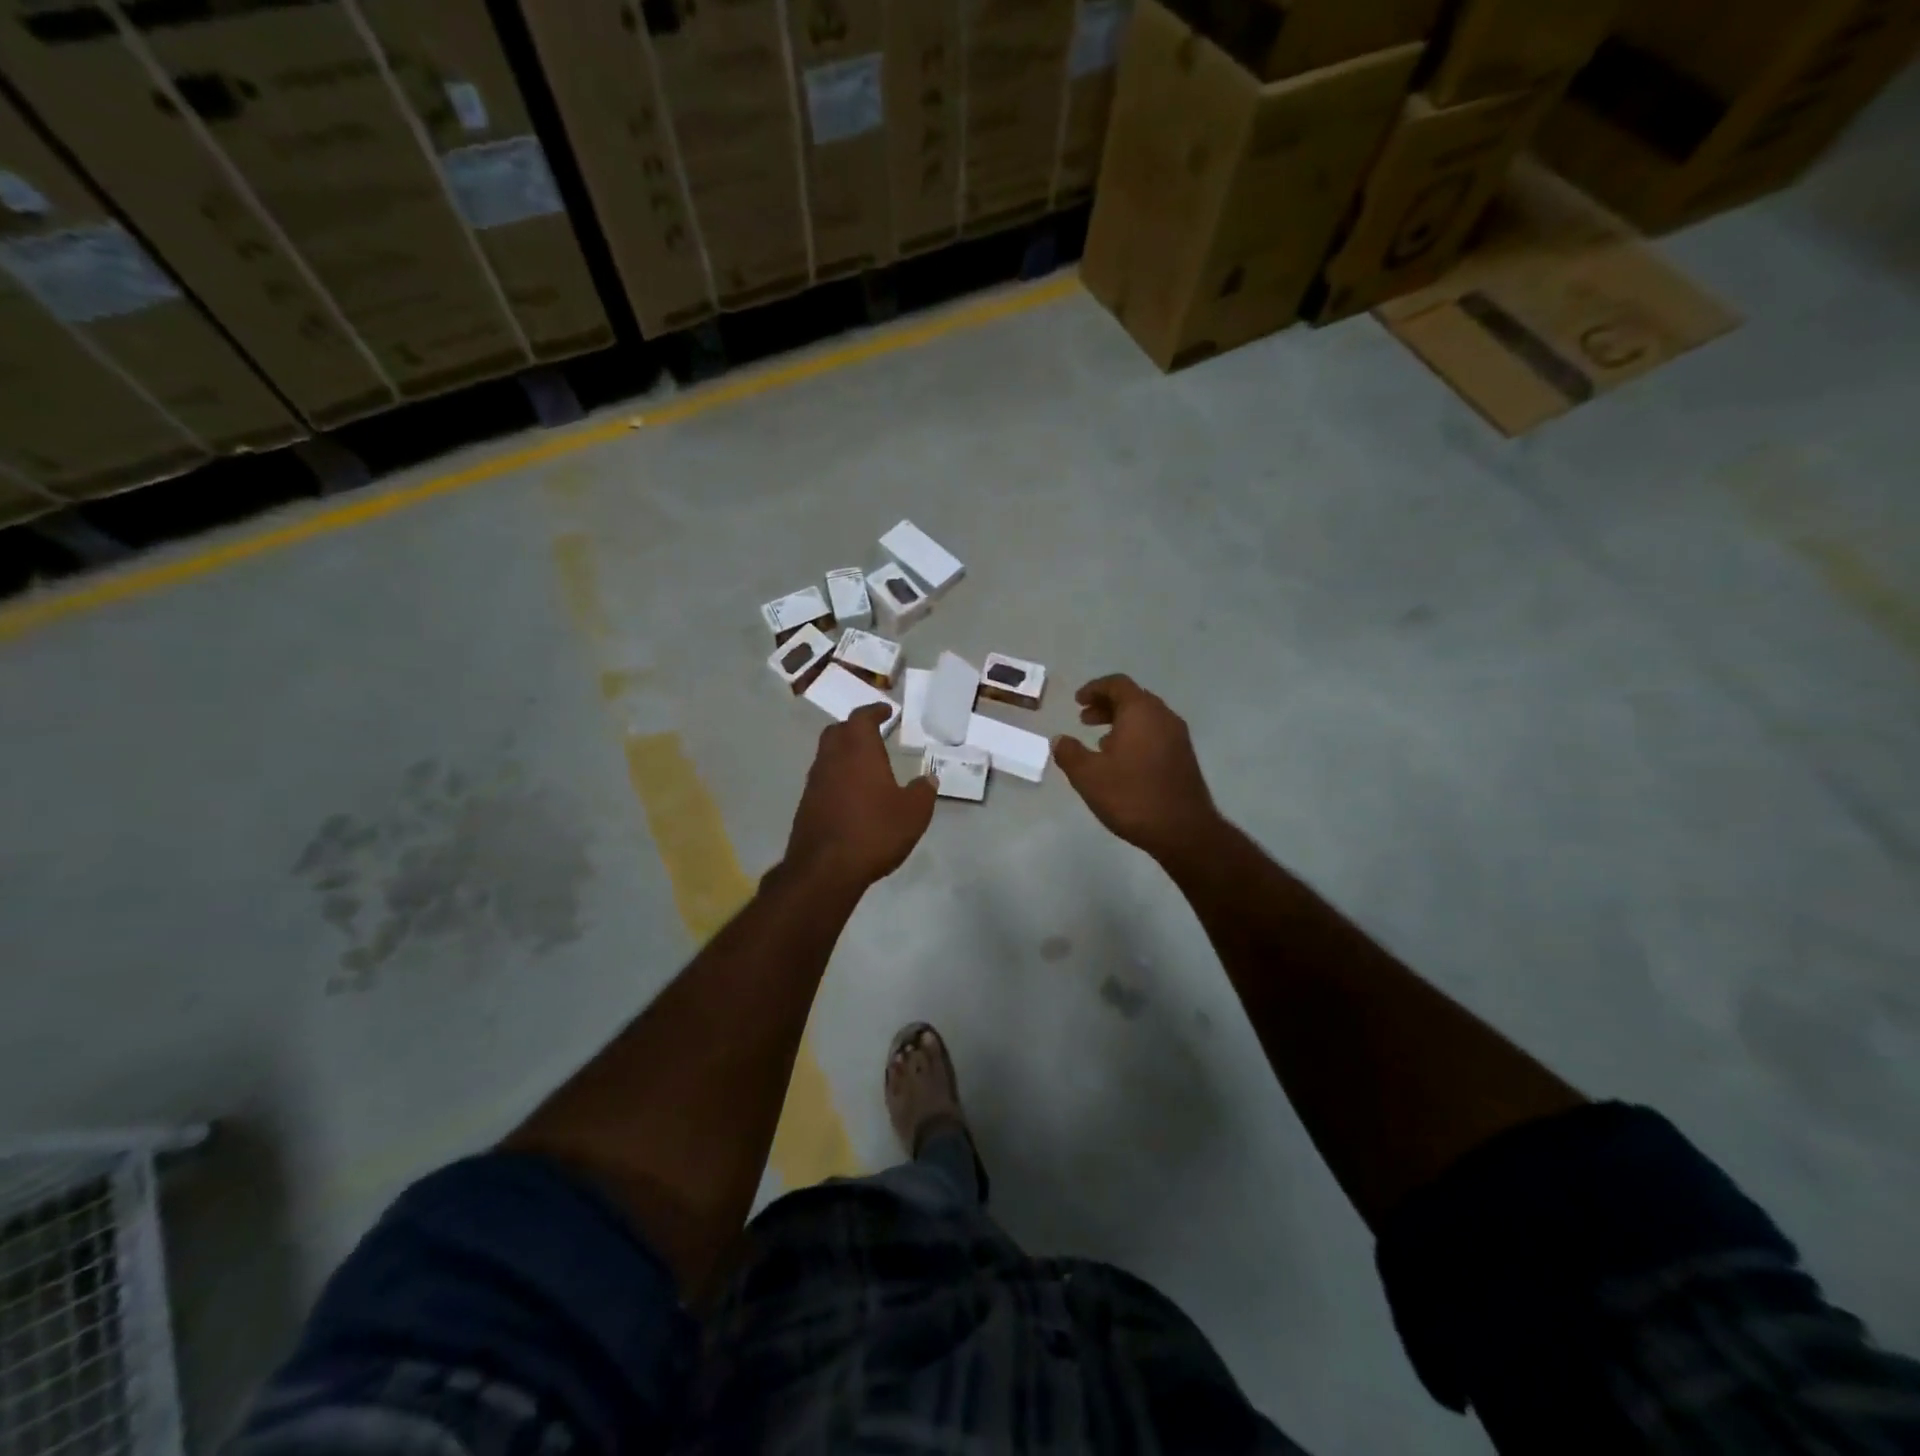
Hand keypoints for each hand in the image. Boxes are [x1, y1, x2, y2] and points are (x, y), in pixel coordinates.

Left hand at [784, 704, 935, 890]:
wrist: (825, 869)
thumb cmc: (874, 831)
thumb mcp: (913, 813)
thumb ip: (923, 792)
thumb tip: (928, 779)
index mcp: (859, 751)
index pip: (862, 718)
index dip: (874, 711)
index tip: (886, 710)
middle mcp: (832, 759)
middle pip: (838, 731)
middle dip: (854, 728)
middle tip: (872, 733)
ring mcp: (815, 782)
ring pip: (827, 755)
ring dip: (843, 753)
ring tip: (863, 765)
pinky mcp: (806, 805)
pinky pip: (823, 780)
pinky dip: (836, 777)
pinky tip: (851, 795)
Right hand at [1053, 675, 1220, 860]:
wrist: (1183, 830)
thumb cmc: (1131, 796)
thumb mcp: (1088, 776)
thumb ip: (1069, 753)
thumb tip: (1060, 740)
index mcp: (1141, 712)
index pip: (1117, 684)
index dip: (1094, 688)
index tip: (1077, 702)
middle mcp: (1163, 716)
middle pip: (1133, 698)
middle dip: (1106, 705)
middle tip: (1084, 719)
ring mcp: (1178, 737)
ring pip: (1146, 717)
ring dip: (1121, 722)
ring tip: (1100, 741)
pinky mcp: (1184, 757)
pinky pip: (1156, 734)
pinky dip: (1136, 736)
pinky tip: (1122, 761)